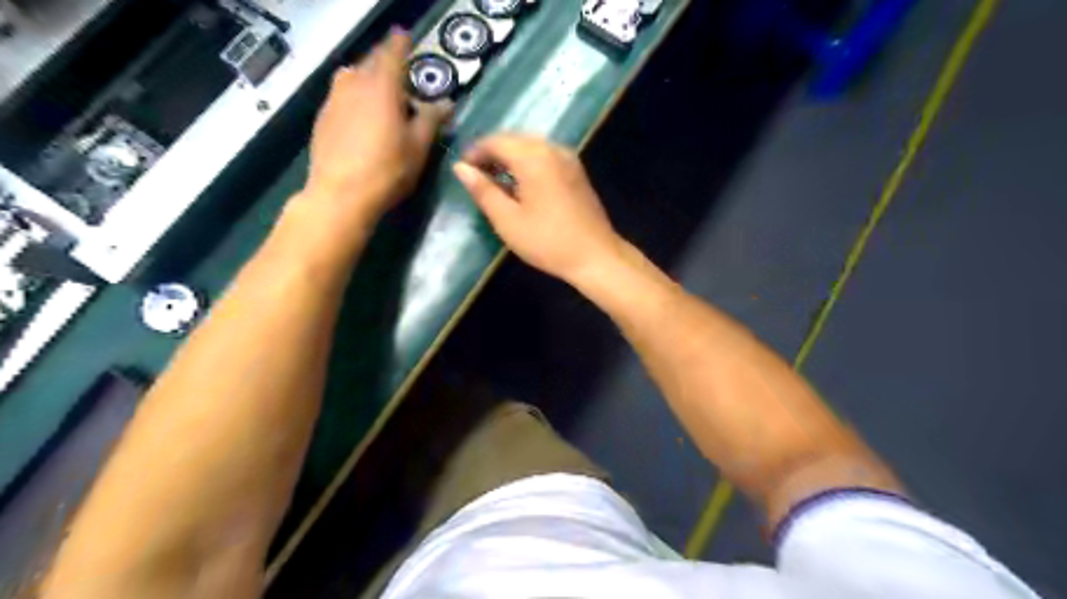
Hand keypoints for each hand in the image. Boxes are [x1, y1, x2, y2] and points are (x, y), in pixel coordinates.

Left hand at [300, 29, 446, 230]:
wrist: (340, 195)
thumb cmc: (387, 170)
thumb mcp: (418, 147)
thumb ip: (431, 120)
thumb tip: (446, 103)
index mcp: (382, 87)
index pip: (392, 54)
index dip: (401, 43)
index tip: (405, 35)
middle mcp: (354, 85)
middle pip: (370, 62)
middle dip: (385, 62)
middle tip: (399, 73)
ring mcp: (334, 100)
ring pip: (351, 77)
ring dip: (367, 77)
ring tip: (379, 93)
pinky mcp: (322, 118)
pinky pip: (340, 94)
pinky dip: (353, 95)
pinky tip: (361, 116)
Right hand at [452, 134, 622, 283]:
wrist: (596, 256)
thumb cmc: (547, 241)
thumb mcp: (507, 220)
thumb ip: (483, 190)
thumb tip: (460, 168)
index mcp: (533, 157)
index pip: (496, 141)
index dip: (475, 153)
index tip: (463, 171)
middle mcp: (552, 148)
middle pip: (514, 139)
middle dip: (493, 153)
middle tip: (477, 177)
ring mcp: (569, 158)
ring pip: (531, 146)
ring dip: (511, 158)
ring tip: (496, 182)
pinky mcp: (577, 171)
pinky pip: (546, 156)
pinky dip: (528, 163)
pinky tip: (522, 185)